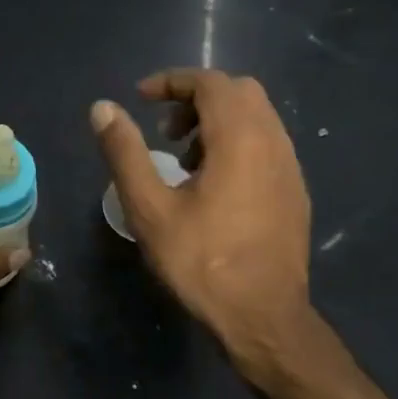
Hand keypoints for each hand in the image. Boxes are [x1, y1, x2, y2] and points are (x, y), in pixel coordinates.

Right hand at [91, 70, 313, 385]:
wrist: (263, 317)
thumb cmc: (201, 261)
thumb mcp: (149, 207)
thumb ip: (125, 152)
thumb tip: (102, 108)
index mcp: (240, 139)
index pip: (210, 83)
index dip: (172, 82)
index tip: (140, 98)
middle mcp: (273, 142)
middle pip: (239, 92)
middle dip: (196, 98)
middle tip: (163, 130)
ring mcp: (290, 168)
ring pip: (257, 117)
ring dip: (216, 121)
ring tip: (182, 160)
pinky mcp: (294, 192)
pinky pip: (266, 144)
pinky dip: (236, 143)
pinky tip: (211, 186)